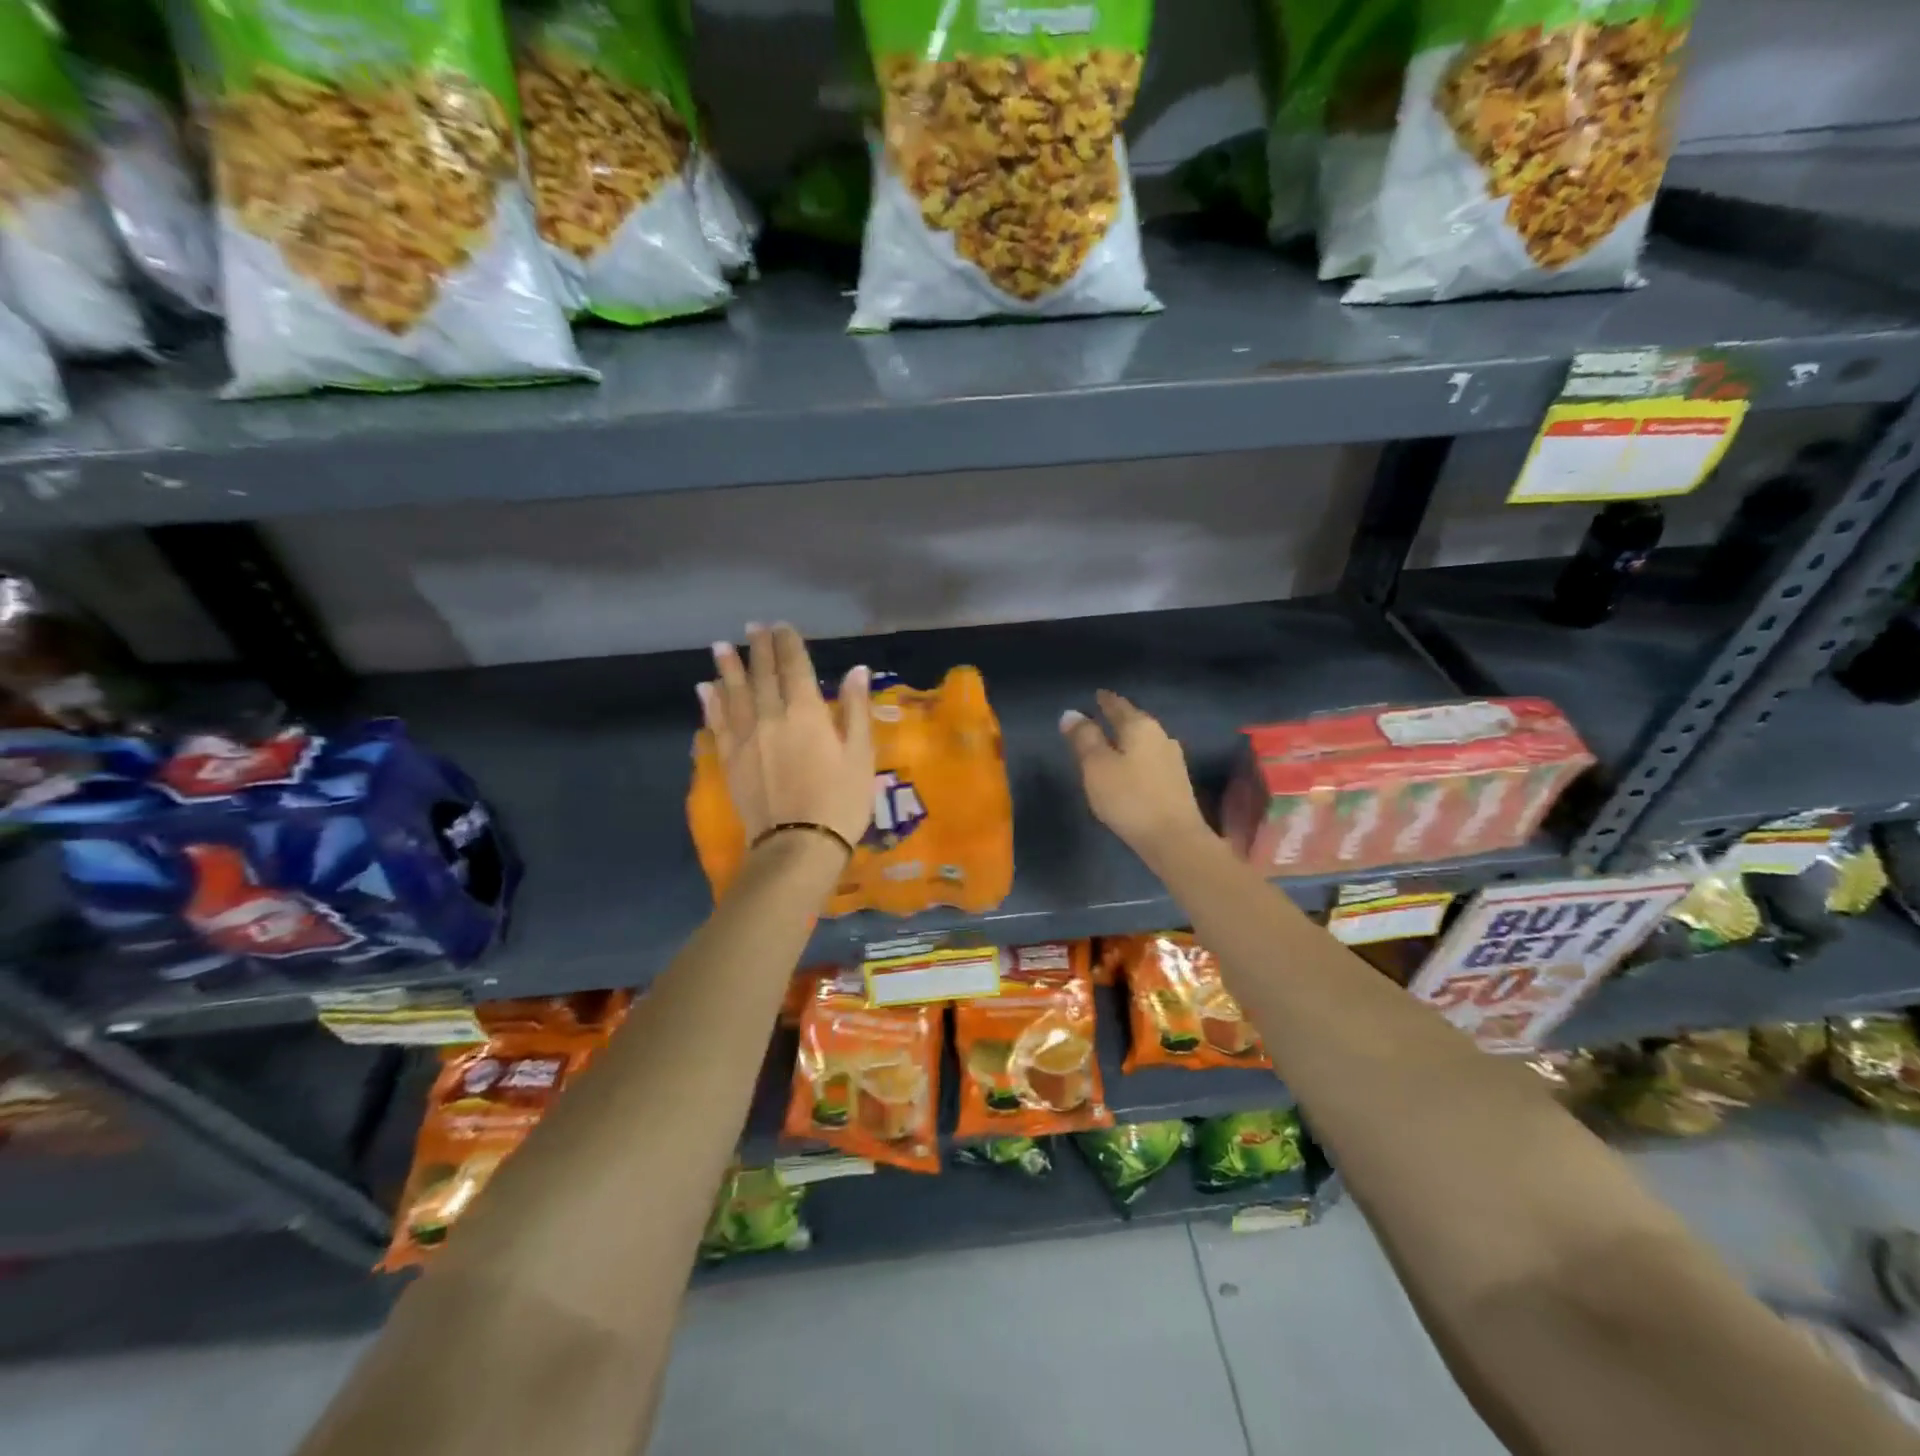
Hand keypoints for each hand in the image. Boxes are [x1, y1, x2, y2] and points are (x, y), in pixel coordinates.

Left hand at [700, 624, 874, 851]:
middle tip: (753, 627)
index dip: (788, 643)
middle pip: (762, 674)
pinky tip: (705, 690)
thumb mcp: (860, 755)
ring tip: (721, 646)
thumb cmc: (841, 801)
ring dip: (727, 668)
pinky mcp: (731, 761)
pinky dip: (712, 703)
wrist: (798, 845)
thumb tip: (857, 670)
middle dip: (759, 648)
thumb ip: (855, 709)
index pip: (794, 666)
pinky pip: (718, 724)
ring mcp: (746, 739)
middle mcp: (770, 716)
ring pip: (733, 694)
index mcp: (806, 712)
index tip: (782, 625)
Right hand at [1060, 690, 1210, 857]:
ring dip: (1128, 739)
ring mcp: (1172, 759)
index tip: (1096, 694)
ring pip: (1144, 741)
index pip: (1118, 705)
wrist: (1174, 839)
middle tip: (1100, 716)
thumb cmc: (1129, 798)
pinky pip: (1150, 759)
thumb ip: (1084, 738)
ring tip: (1111, 742)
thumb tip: (1071, 713)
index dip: (1105, 700)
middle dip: (1118, 718)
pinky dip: (1136, 758)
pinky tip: (1129, 767)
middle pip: (1134, 721)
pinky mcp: (1176, 782)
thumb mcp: (1096, 766)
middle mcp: (1161, 736)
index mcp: (1140, 726)